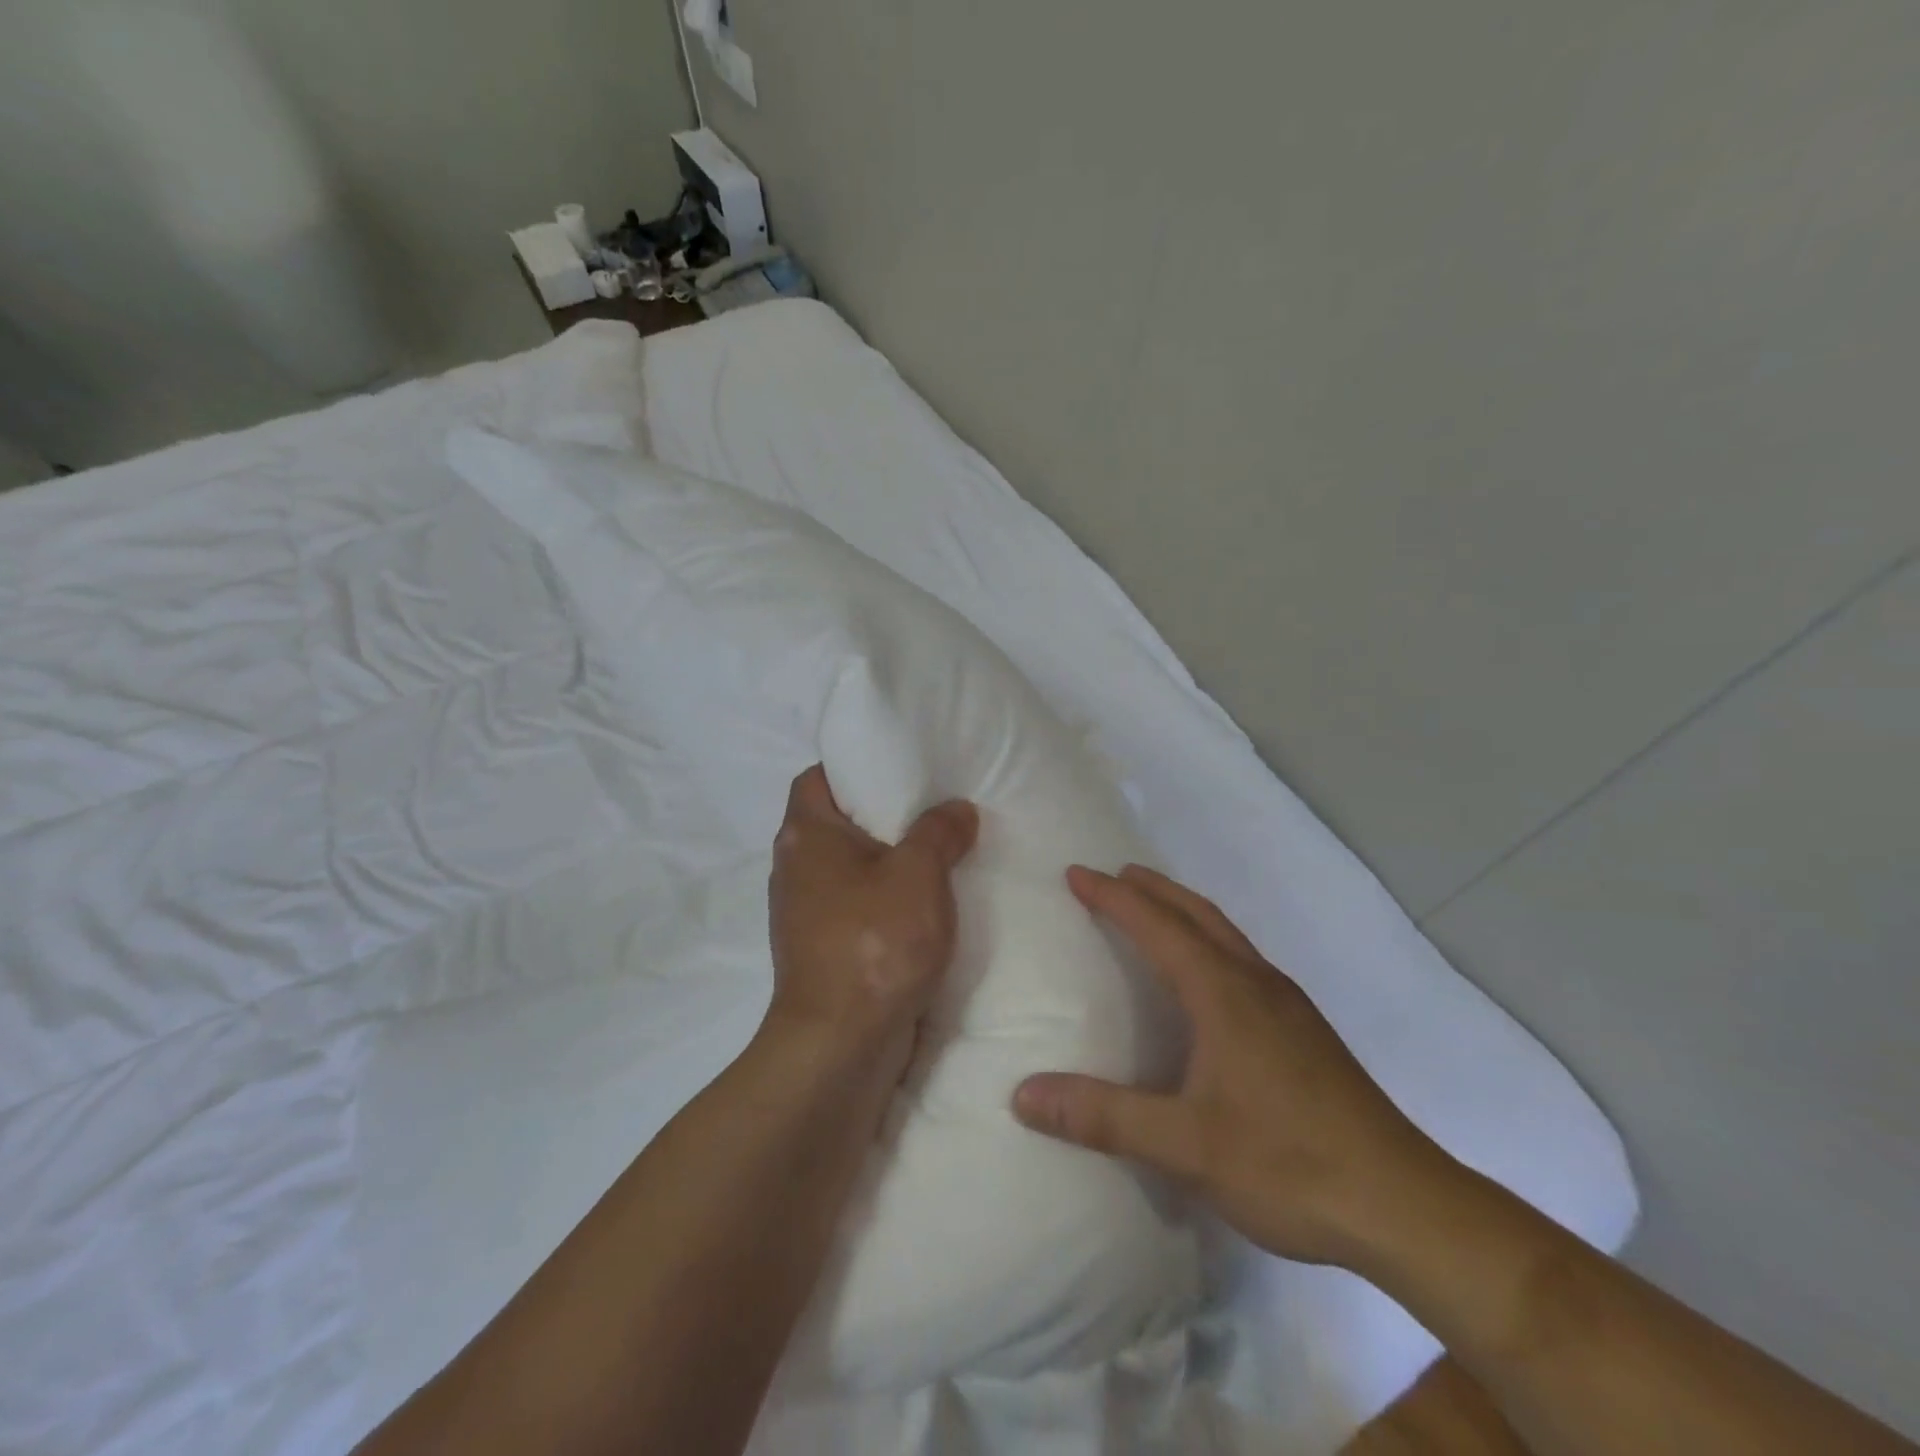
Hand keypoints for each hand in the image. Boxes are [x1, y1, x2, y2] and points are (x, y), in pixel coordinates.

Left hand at [766, 765, 978, 1081]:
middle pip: (837, 823)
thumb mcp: (919, 874)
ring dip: (888, 861)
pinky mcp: (821, 948)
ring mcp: (805, 912)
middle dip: (883, 815)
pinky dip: (885, 900)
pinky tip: (925, 905)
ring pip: (850, 868)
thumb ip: (939, 832)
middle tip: (933, 806)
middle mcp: (794, 867)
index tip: (899, 768)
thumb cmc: (874, 943)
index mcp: (805, 835)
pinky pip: (856, 906)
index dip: (854, 767)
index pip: (818, 778)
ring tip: (938, 852)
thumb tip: (956, 810)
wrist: (839, 1045)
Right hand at [1013, 865, 1448, 1268]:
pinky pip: (1245, 961)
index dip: (1113, 897)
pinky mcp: (1307, 1032)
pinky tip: (1211, 979)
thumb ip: (1104, 1116)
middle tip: (1115, 875)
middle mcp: (1257, 983)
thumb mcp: (1185, 1146)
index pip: (1157, 926)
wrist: (1404, 1205)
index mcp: (1224, 993)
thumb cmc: (1287, 1163)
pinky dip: (1211, 942)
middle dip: (1153, 889)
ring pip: (1227, 935)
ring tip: (1155, 911)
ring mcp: (1289, 1006)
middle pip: (1198, 914)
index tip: (1076, 873)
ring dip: (1185, 912)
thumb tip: (1024, 1095)